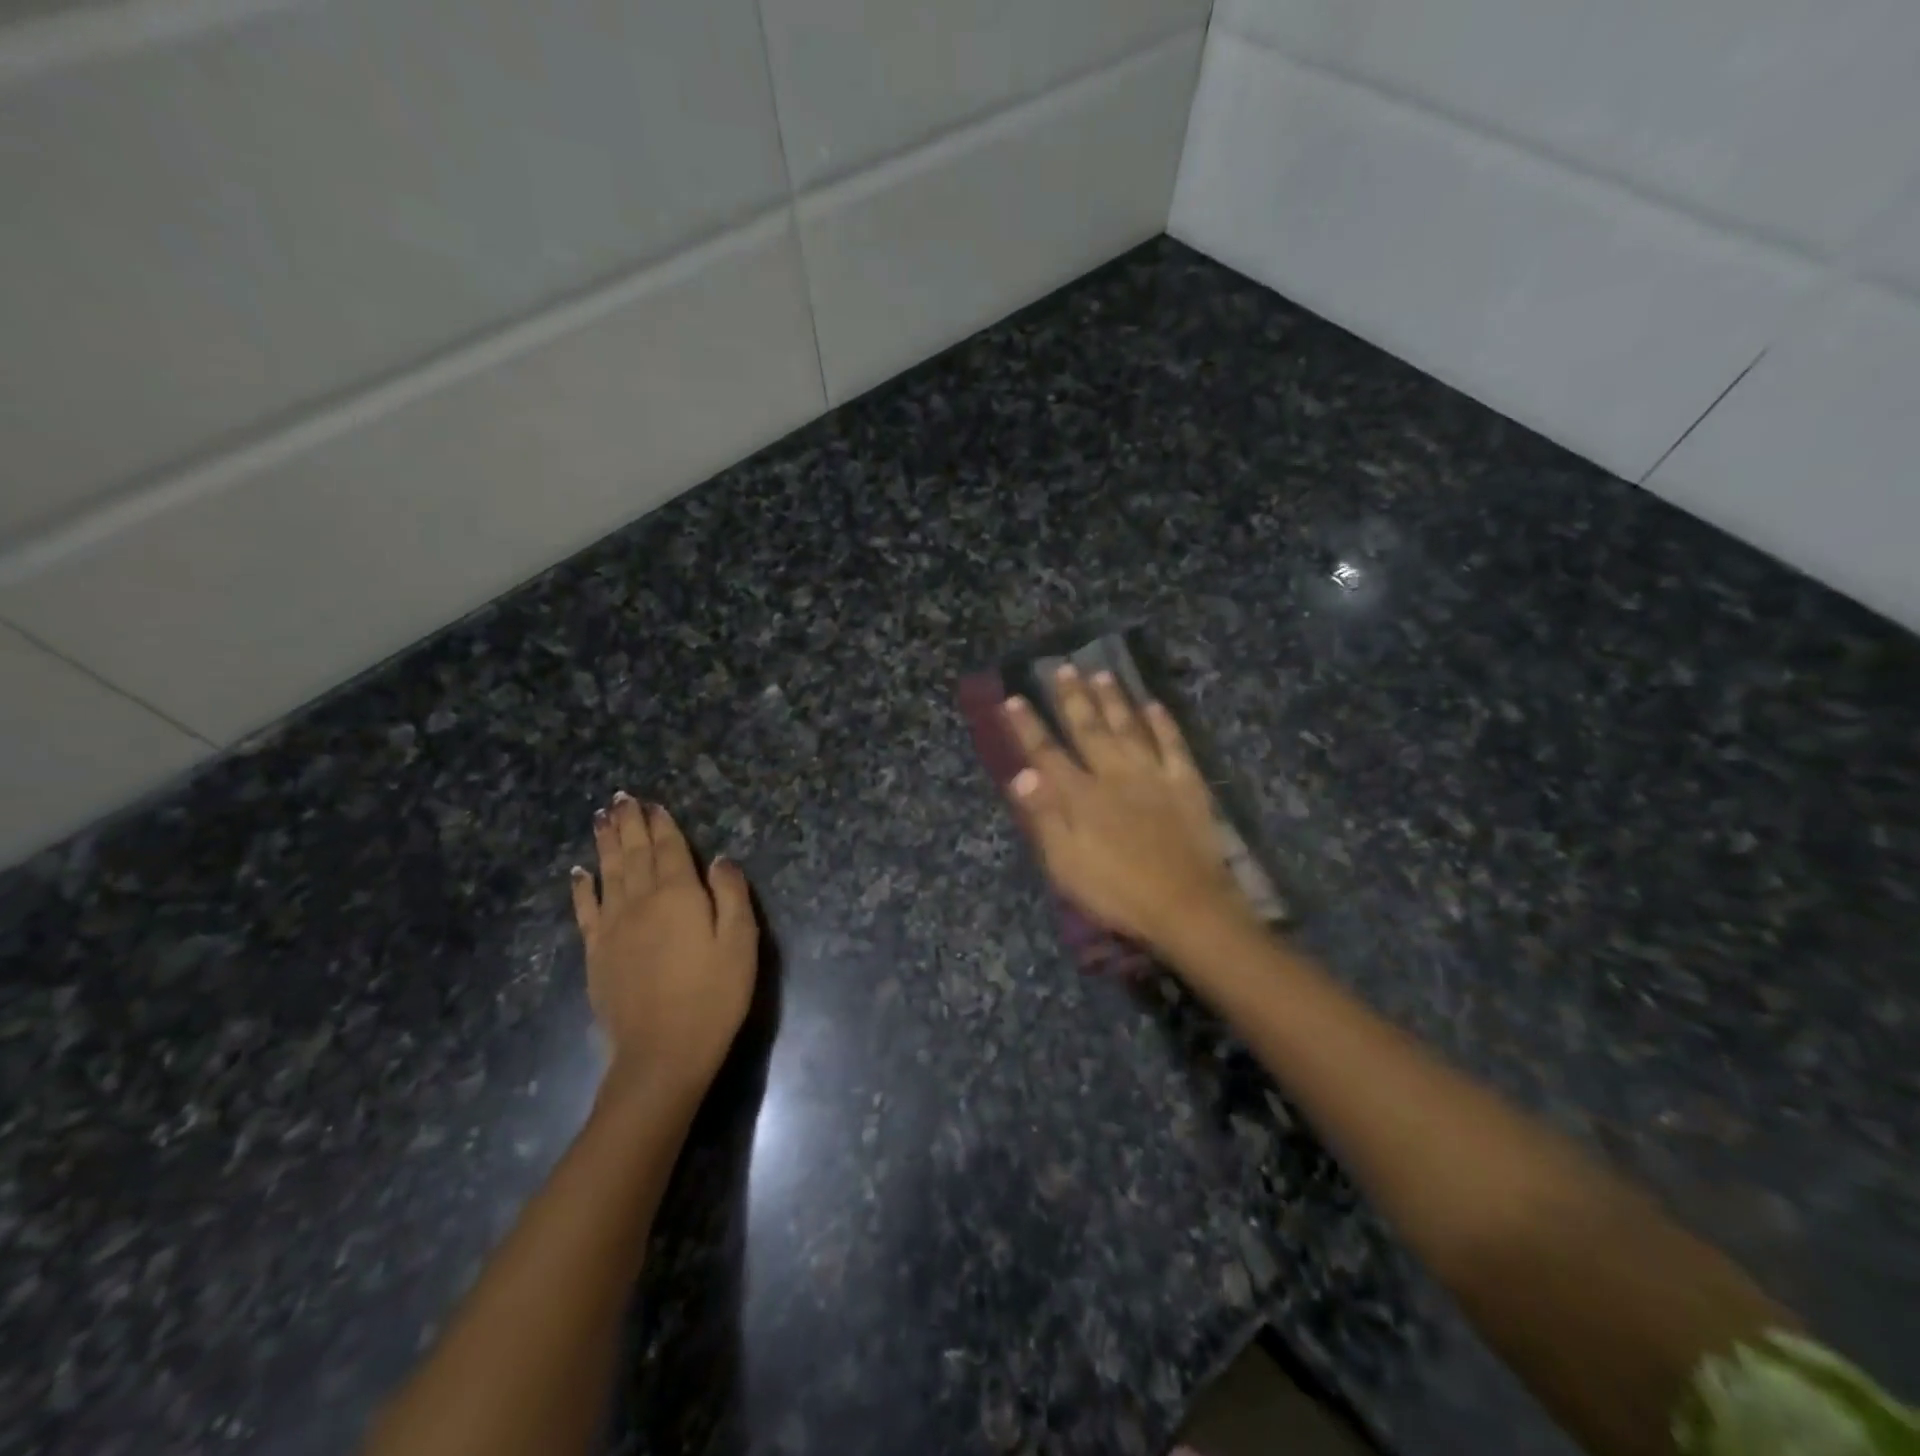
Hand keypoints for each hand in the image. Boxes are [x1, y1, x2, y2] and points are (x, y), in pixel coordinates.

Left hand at [570, 793, 756, 1099]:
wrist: (661, 1053)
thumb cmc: (713, 996)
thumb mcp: (740, 943)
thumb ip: (731, 895)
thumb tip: (720, 859)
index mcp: (679, 895)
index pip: (669, 848)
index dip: (662, 824)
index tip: (652, 803)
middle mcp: (640, 901)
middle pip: (634, 853)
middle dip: (629, 823)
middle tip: (620, 798)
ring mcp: (612, 927)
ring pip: (608, 873)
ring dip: (605, 843)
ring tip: (601, 818)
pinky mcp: (596, 953)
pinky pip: (585, 910)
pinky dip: (581, 887)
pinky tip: (579, 872)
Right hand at [1004, 666, 1256, 951]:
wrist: (1186, 906)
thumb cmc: (1117, 892)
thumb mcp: (1066, 864)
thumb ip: (1044, 817)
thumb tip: (1020, 774)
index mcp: (1080, 796)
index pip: (1046, 754)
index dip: (1028, 726)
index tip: (1015, 698)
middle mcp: (1113, 775)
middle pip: (1088, 729)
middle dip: (1072, 698)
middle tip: (1062, 667)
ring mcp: (1152, 775)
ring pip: (1129, 728)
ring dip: (1114, 700)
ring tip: (1102, 673)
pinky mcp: (1186, 784)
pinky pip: (1173, 744)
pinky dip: (1163, 723)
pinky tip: (1154, 704)